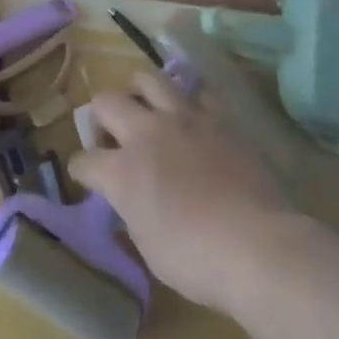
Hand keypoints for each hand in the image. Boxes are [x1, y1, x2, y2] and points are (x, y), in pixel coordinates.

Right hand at [71, 69, 291, 312]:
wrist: (257, 245)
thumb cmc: (196, 260)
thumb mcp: (148, 249)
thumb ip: (131, 215)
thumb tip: (128, 204)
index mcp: (121, 172)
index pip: (84, 161)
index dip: (81, 170)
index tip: (86, 178)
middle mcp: (145, 134)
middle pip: (106, 102)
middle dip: (100, 117)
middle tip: (112, 136)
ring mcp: (182, 119)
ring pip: (147, 78)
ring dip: (138, 90)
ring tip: (145, 108)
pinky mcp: (217, 118)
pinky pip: (196, 92)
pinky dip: (188, 100)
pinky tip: (191, 116)